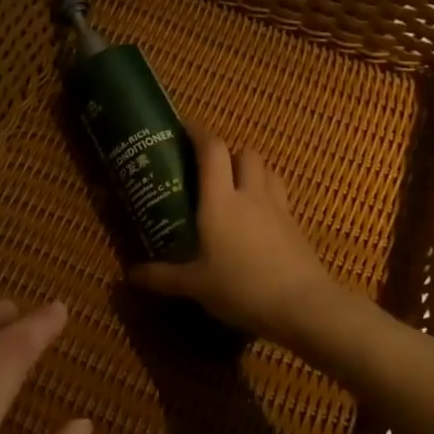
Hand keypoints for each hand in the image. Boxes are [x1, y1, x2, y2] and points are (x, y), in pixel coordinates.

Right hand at [128, 128, 336, 344]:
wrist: (303, 306)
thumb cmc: (241, 288)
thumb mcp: (195, 286)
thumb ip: (162, 277)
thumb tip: (130, 275)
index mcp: (220, 201)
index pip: (212, 150)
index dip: (198, 133)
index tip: (184, 128)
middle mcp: (249, 195)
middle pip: (245, 153)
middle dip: (228, 153)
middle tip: (209, 169)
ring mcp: (277, 208)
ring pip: (267, 170)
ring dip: (251, 169)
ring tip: (235, 187)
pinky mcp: (295, 225)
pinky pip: (280, 195)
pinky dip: (267, 194)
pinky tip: (257, 217)